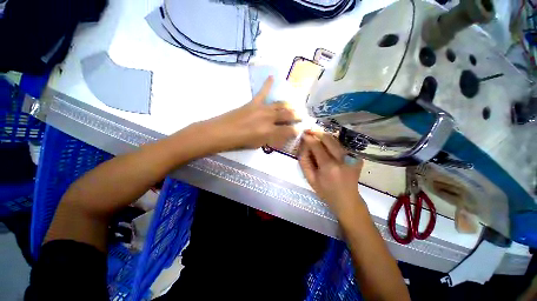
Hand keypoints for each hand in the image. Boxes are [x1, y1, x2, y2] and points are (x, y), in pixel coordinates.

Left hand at [205, 77, 298, 150]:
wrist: (222, 132)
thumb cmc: (240, 142)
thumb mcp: (258, 144)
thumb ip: (271, 139)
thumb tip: (279, 134)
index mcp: (270, 131)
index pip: (289, 130)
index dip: (296, 130)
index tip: (300, 129)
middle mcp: (269, 118)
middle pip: (287, 115)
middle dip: (296, 116)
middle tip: (302, 116)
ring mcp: (261, 108)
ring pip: (279, 104)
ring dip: (288, 105)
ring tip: (294, 106)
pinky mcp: (253, 103)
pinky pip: (262, 92)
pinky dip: (267, 84)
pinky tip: (272, 76)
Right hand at [299, 132, 363, 213]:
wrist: (347, 199)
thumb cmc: (325, 191)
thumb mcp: (310, 179)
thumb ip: (304, 161)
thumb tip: (303, 146)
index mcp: (329, 166)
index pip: (317, 146)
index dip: (309, 138)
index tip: (303, 134)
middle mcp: (342, 159)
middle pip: (328, 138)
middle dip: (317, 132)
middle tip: (309, 130)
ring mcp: (352, 157)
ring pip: (336, 140)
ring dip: (325, 136)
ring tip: (316, 135)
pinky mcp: (356, 157)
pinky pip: (341, 145)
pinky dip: (332, 142)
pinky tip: (326, 144)